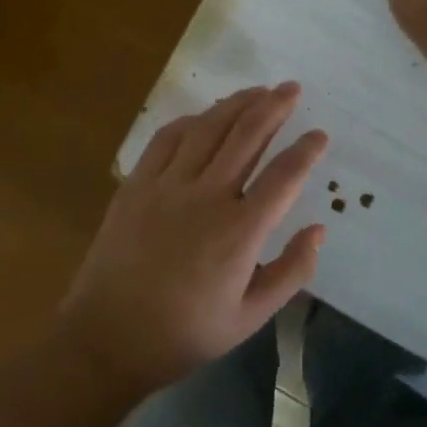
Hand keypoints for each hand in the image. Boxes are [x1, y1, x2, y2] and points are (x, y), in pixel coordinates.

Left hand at [58, 83, 327, 394]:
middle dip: (274, 107)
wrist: (107, 339)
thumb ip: (291, 272)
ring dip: (236, 104)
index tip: (320, 134)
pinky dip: (191, 120)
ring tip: (258, 90)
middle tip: (291, 88)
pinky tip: (205, 115)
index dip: (306, 150)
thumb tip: (318, 229)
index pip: (284, 176)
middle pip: (247, 136)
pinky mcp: (137, 184)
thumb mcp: (249, 318)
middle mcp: (207, 197)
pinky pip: (167, 138)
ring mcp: (167, 185)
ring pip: (208, 128)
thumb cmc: (184, 333)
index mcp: (239, 232)